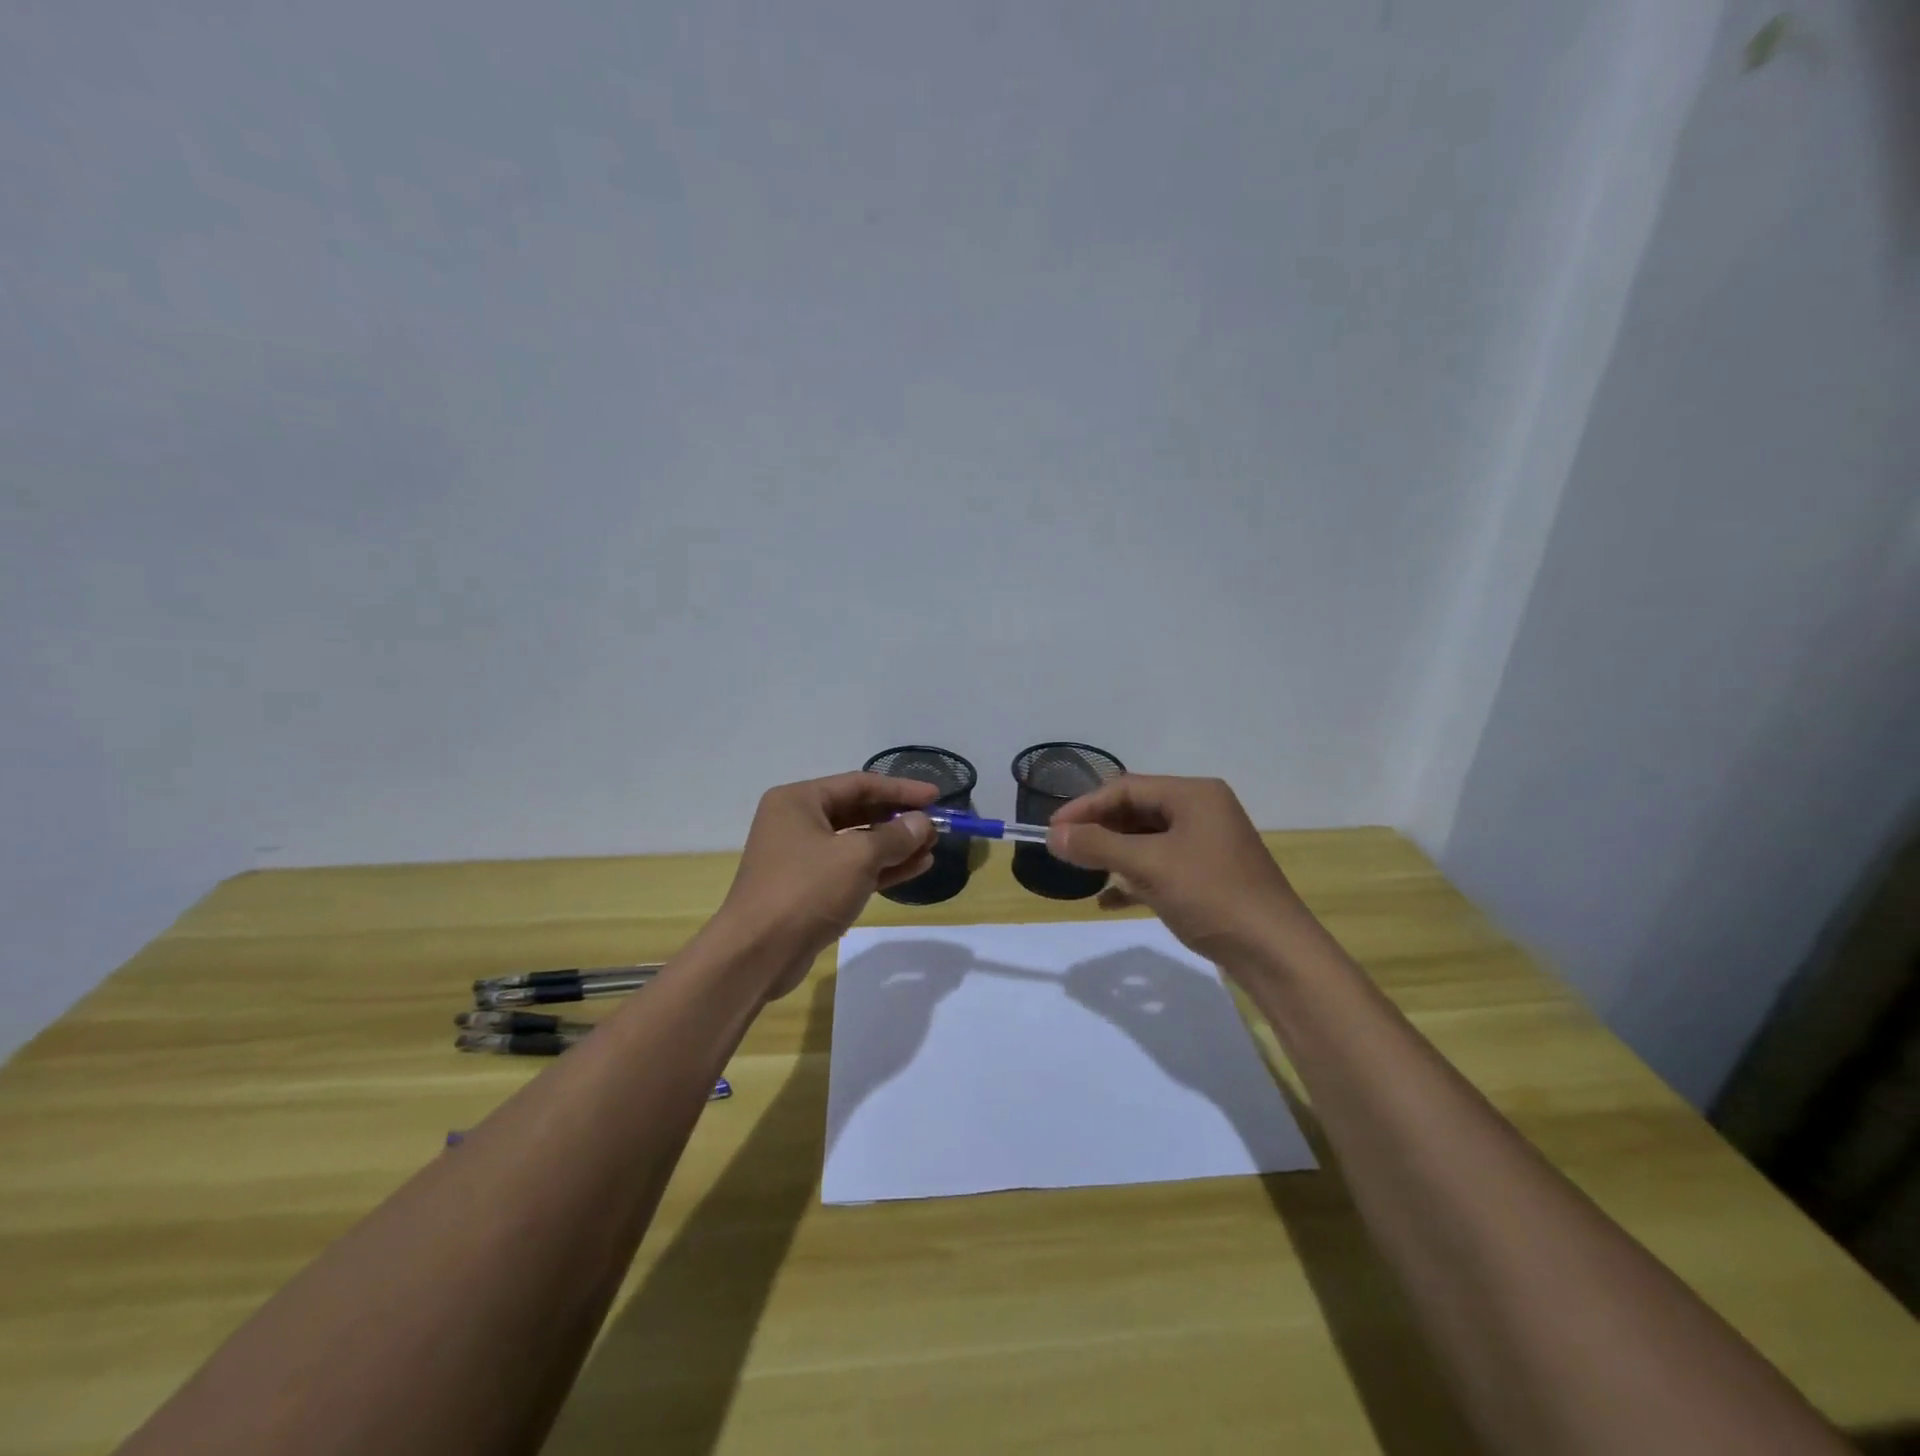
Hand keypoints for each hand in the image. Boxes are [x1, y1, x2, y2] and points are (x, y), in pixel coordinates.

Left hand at [717, 772, 939, 997]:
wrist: (757, 954)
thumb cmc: (806, 890)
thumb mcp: (857, 857)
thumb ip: (895, 836)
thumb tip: (922, 823)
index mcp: (799, 800)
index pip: (859, 784)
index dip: (901, 789)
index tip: (936, 796)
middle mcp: (797, 822)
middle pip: (858, 812)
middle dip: (898, 820)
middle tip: (935, 827)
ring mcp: (802, 857)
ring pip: (857, 843)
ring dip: (894, 846)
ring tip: (931, 848)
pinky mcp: (809, 889)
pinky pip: (851, 869)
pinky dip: (881, 868)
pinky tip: (915, 868)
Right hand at [1047, 775, 1309, 964]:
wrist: (1275, 952)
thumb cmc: (1212, 895)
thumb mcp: (1149, 866)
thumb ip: (1098, 846)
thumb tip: (1053, 835)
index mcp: (1194, 795)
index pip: (1127, 788)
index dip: (1085, 807)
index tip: (1052, 829)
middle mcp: (1202, 811)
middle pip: (1137, 811)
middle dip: (1099, 831)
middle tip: (1064, 850)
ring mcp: (1206, 844)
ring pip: (1146, 840)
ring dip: (1114, 855)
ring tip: (1082, 872)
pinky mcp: (1207, 875)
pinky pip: (1160, 866)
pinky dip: (1134, 878)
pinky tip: (1108, 900)